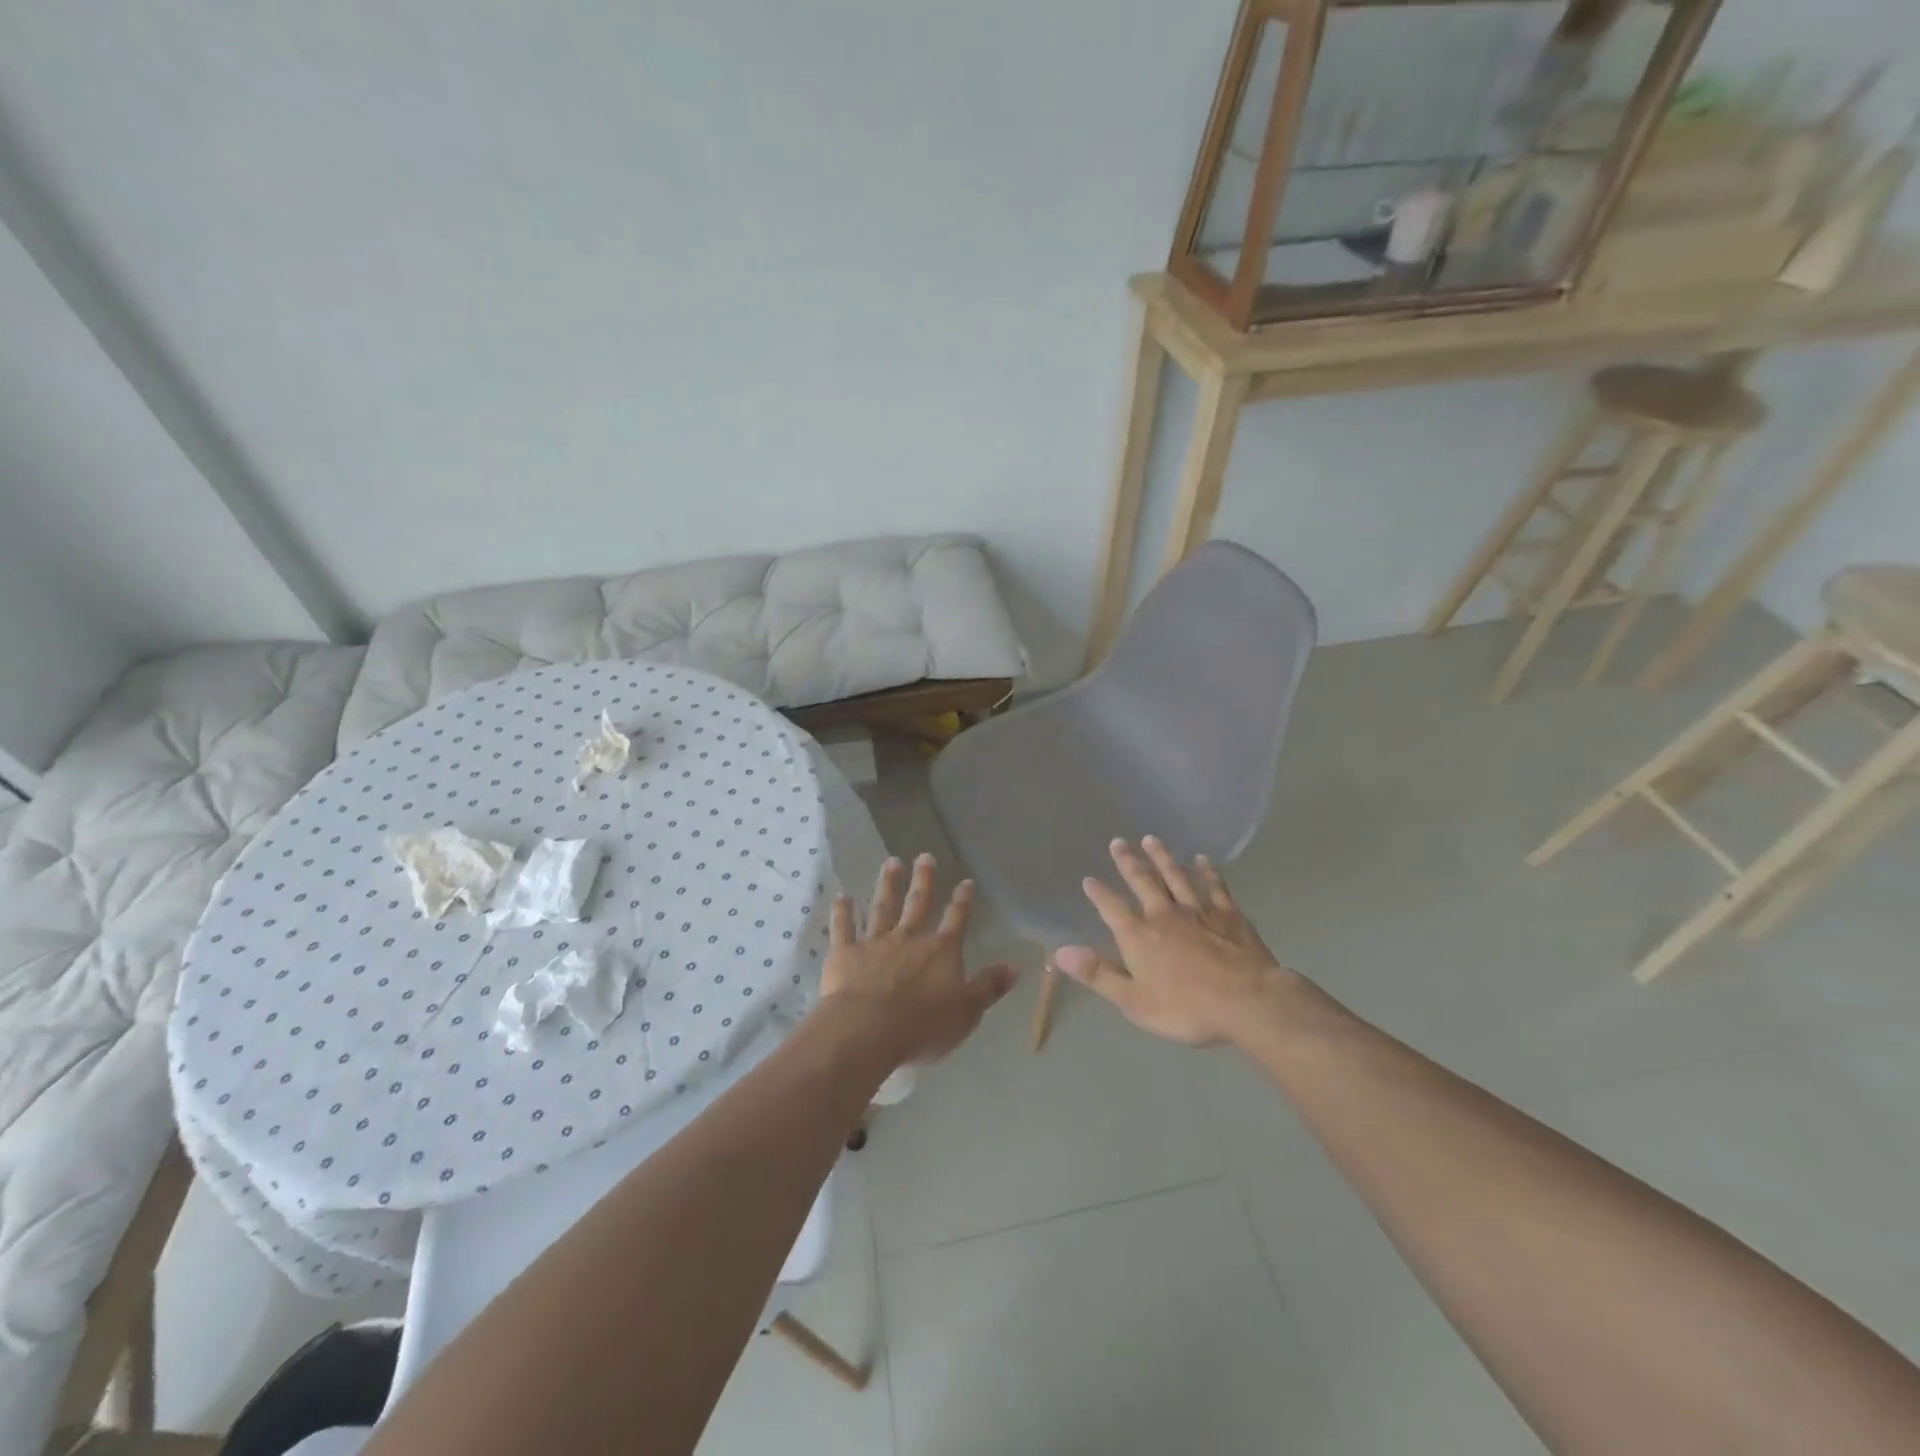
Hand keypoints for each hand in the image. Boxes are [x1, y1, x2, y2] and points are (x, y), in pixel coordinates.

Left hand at [820, 854, 1016, 1066]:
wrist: (867, 1030)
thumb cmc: (922, 1026)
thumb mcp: (967, 1013)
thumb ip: (989, 987)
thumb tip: (1015, 966)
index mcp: (941, 951)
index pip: (956, 919)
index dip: (963, 900)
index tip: (966, 881)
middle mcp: (909, 938)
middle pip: (918, 904)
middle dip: (924, 880)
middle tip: (924, 856)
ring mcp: (875, 942)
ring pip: (882, 908)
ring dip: (887, 885)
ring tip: (891, 863)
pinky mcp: (846, 953)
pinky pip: (844, 928)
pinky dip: (843, 912)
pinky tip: (842, 896)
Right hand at [1052, 837, 1292, 1046]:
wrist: (1247, 1002)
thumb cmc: (1186, 1008)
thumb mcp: (1133, 1001)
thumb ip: (1098, 974)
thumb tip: (1060, 952)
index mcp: (1139, 936)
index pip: (1112, 908)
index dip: (1099, 894)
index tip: (1089, 879)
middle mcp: (1164, 915)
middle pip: (1143, 882)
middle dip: (1129, 862)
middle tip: (1119, 841)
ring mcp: (1198, 911)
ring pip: (1176, 877)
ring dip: (1163, 858)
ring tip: (1151, 839)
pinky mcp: (1228, 914)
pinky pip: (1214, 887)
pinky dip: (1207, 872)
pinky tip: (1202, 860)